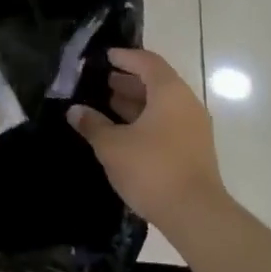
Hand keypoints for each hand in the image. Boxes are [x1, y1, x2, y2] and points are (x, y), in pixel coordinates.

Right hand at [67, 47, 227, 232]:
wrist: (196, 214)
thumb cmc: (152, 169)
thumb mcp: (113, 146)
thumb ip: (93, 124)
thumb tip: (75, 110)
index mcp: (169, 92)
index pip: (147, 62)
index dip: (125, 57)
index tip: (106, 56)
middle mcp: (186, 103)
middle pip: (156, 82)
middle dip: (129, 80)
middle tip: (102, 81)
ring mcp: (194, 127)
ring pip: (162, 104)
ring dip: (137, 102)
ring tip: (109, 104)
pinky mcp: (195, 149)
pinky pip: (168, 122)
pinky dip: (146, 120)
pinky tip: (125, 132)